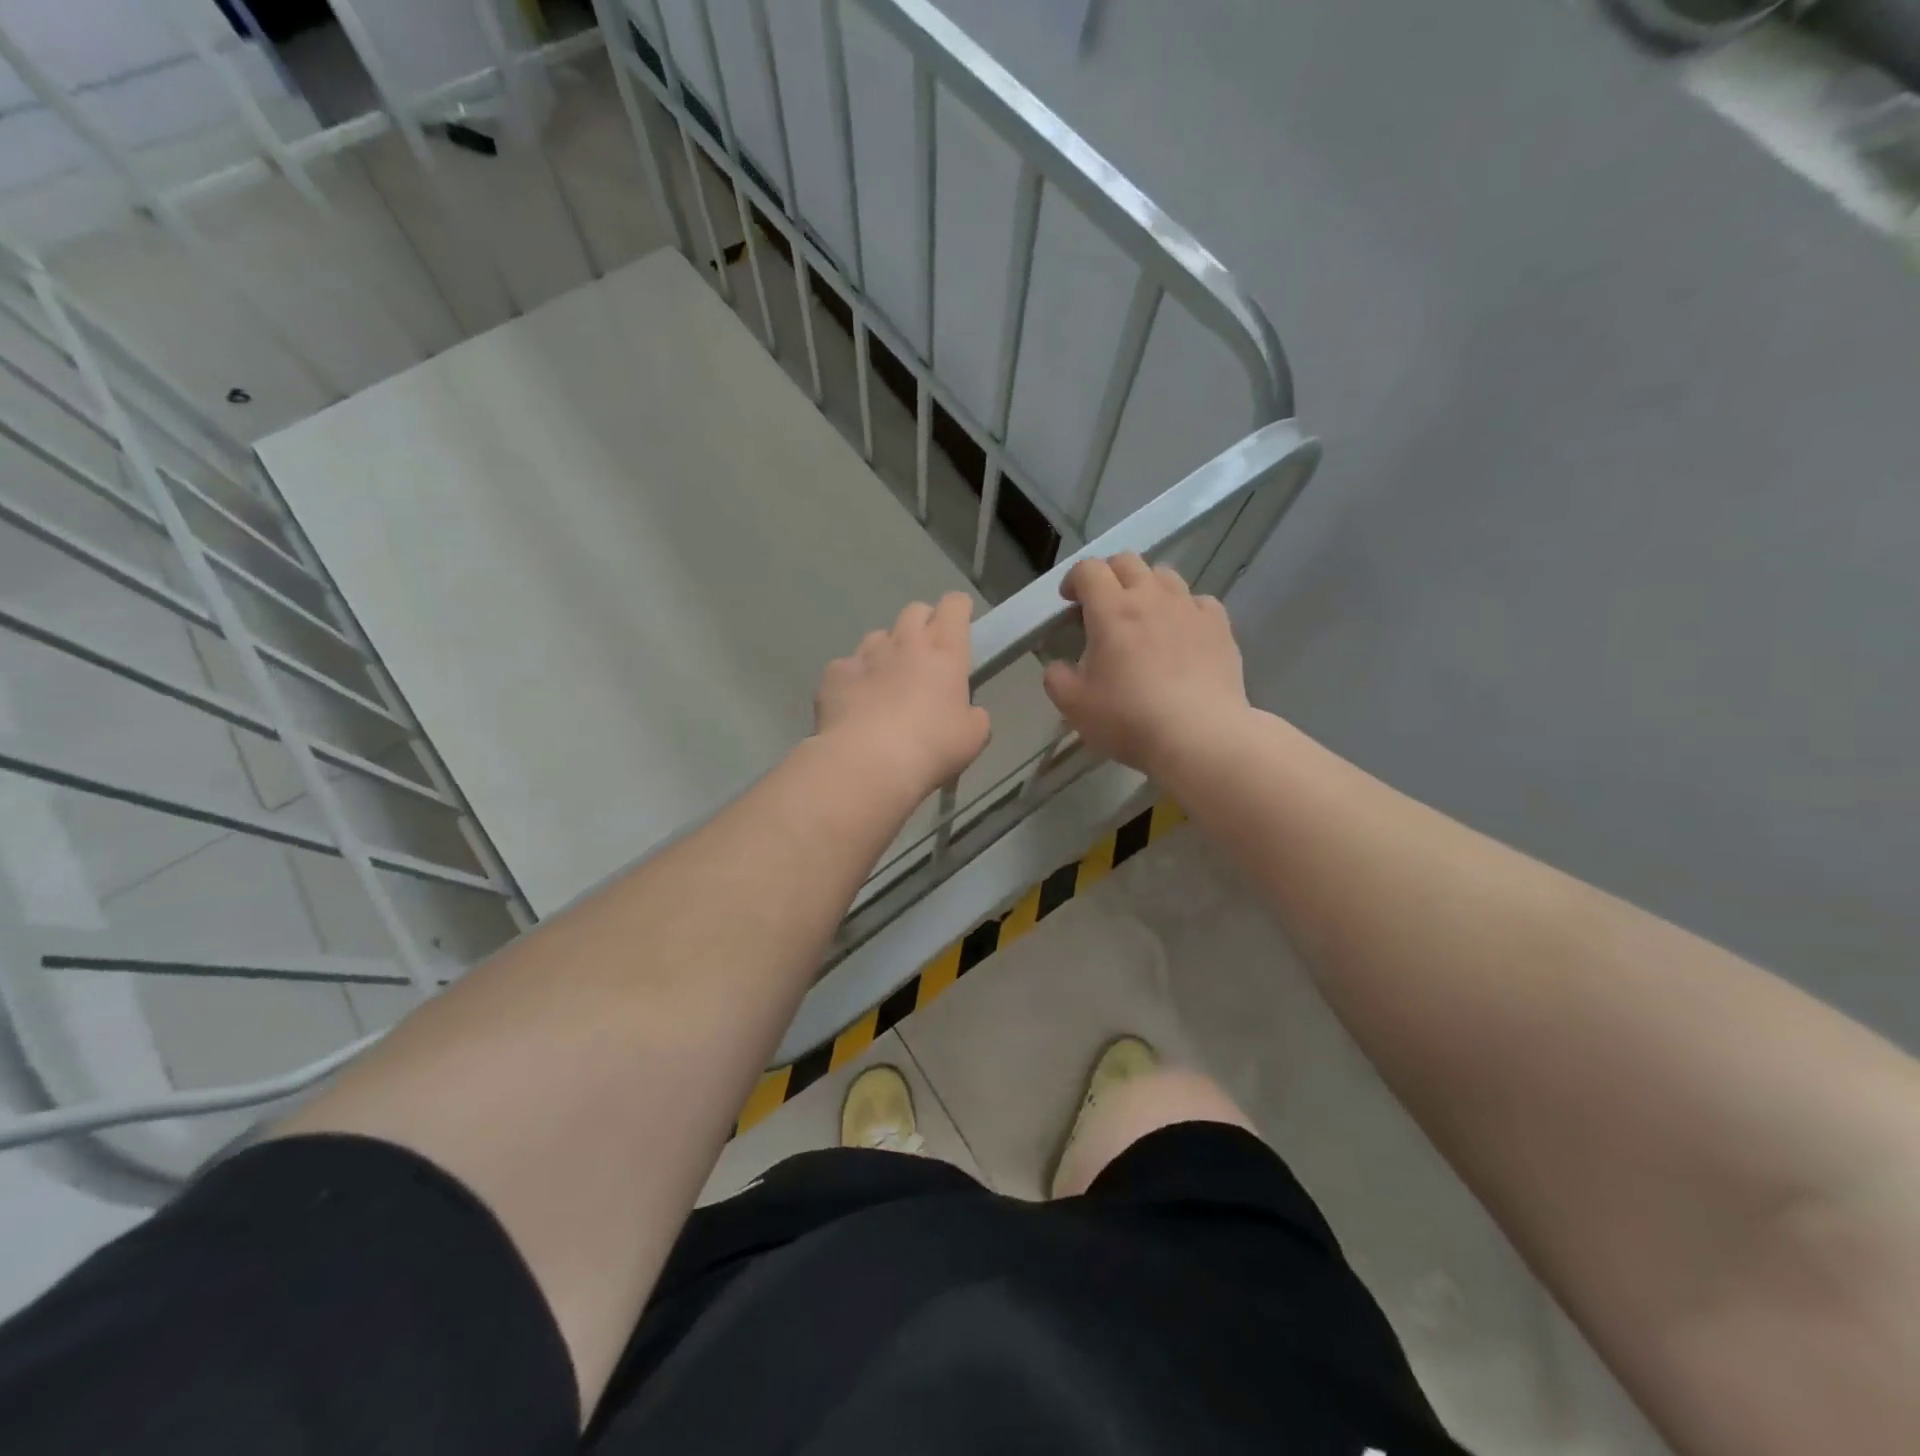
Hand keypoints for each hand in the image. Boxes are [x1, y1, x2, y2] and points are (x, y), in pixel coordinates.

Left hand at [815, 593, 991, 801]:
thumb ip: (974, 715)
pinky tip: (854, 705)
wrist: (868, 762)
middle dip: (922, 624)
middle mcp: (905, 642)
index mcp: (944, 651)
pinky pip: (846, 667)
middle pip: (914, 611)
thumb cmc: (931, 747)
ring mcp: (865, 654)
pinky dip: (853, 680)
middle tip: (924, 654)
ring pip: (878, 637)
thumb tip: (968, 712)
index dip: (958, 609)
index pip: (954, 606)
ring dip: (886, 652)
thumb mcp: (972, 737)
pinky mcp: (834, 673)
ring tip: (885, 683)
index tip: (960, 623)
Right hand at [1042, 554, 1251, 778]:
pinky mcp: (1219, 625)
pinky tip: (1181, 632)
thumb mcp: (1074, 706)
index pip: (1089, 569)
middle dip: (1109, 575)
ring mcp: (1189, 608)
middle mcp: (1151, 597)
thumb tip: (1058, 666)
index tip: (1069, 602)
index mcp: (1111, 610)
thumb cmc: (1129, 719)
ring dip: (1146, 587)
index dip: (1074, 579)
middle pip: (1127, 562)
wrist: (1199, 736)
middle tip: (1102, 605)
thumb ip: (1056, 678)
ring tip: (1143, 617)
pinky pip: (1198, 601)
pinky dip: (1184, 609)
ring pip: (1165, 575)